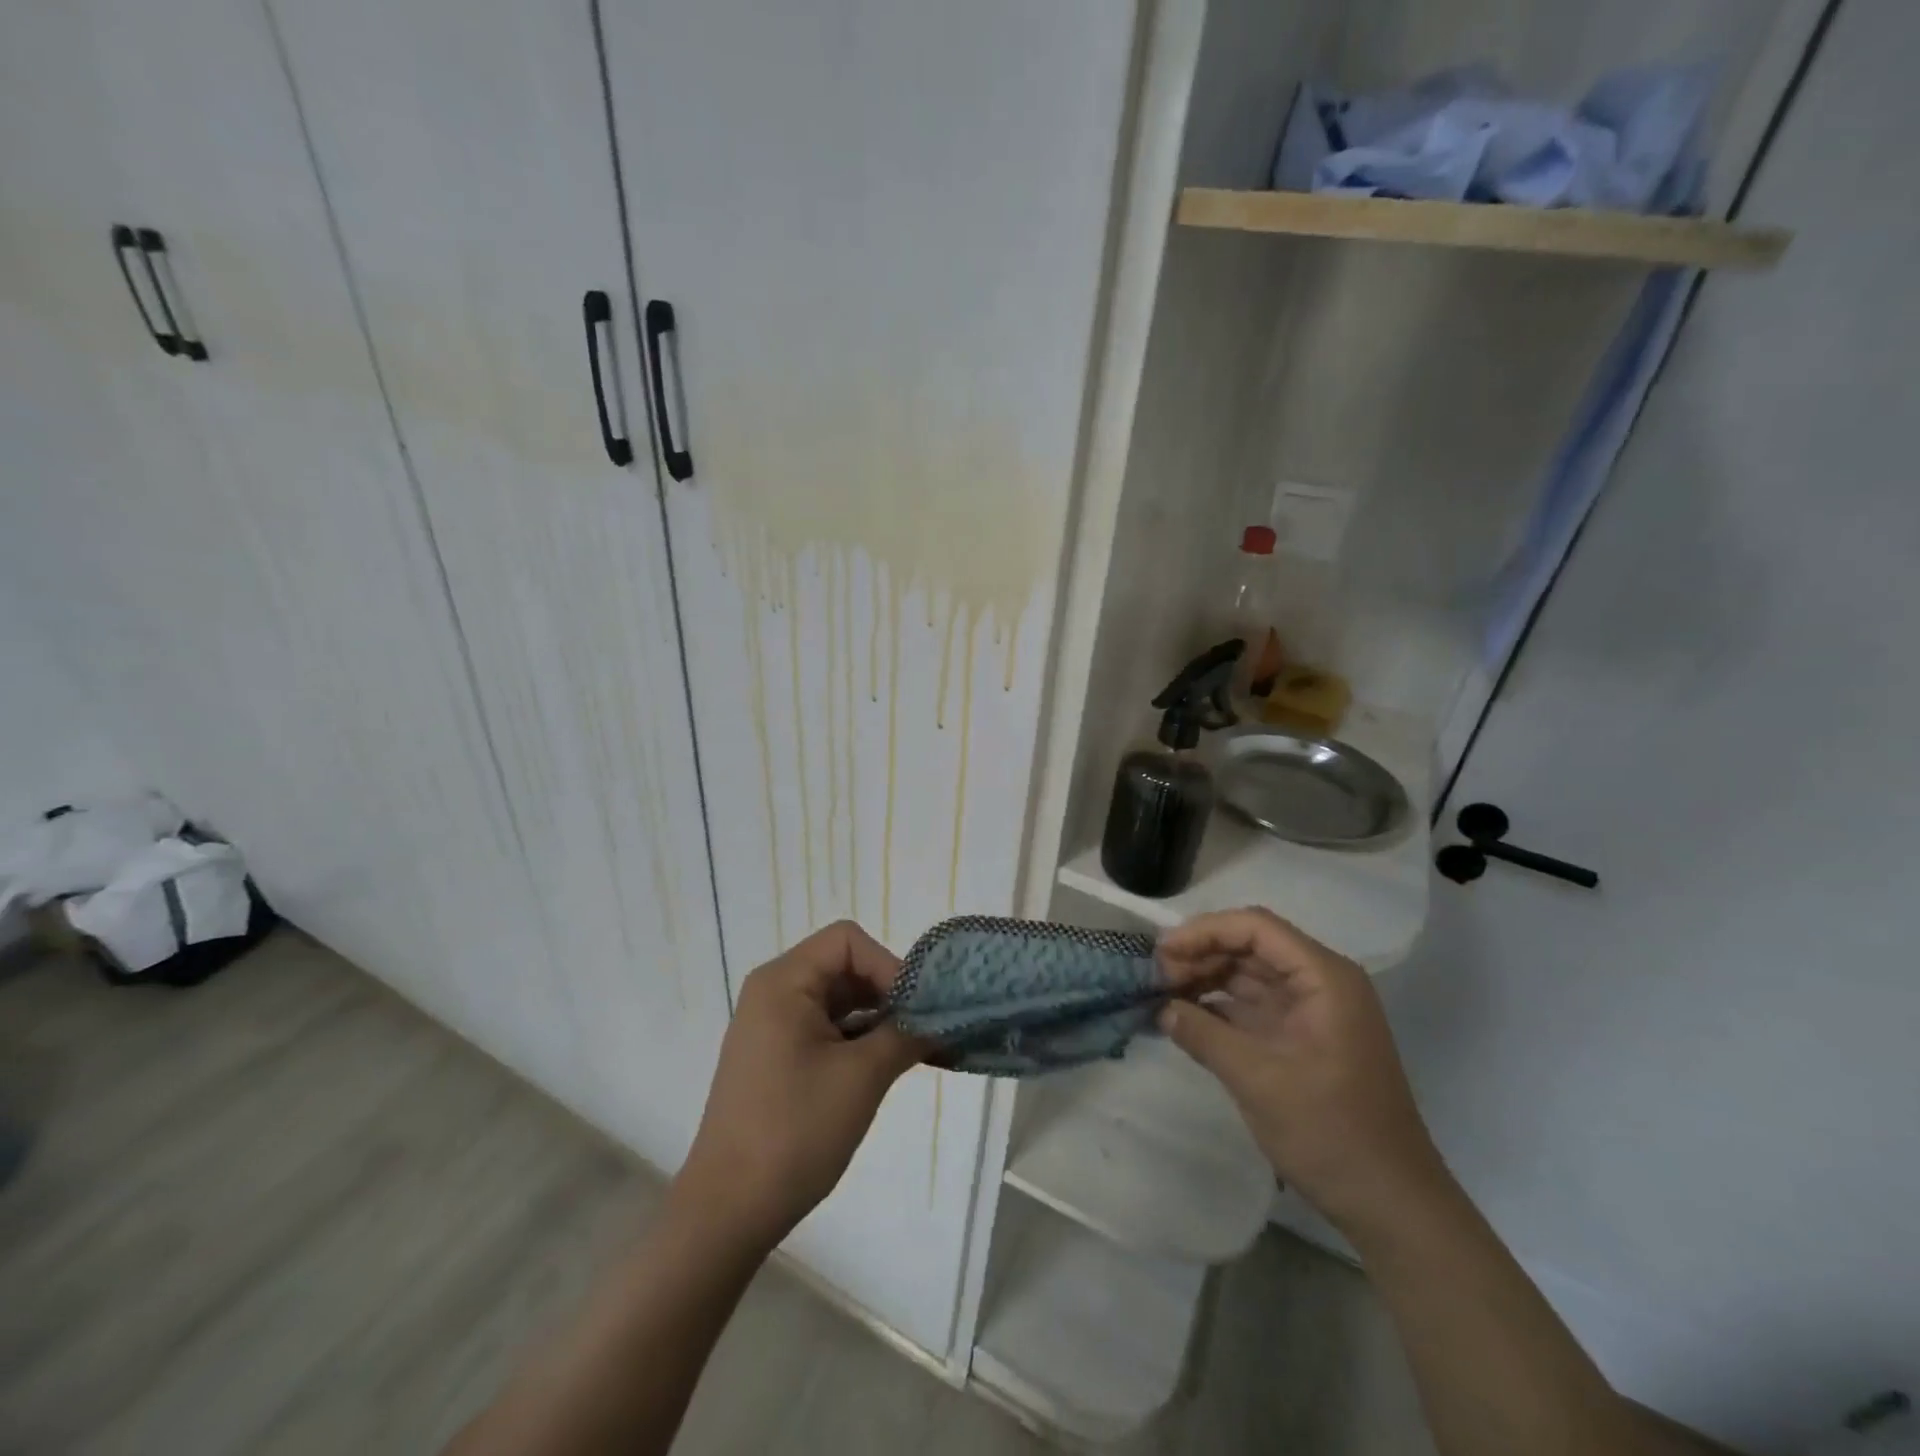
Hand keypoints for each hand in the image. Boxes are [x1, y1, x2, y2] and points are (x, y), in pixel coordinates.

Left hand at [674, 921, 927, 1250]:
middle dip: (889, 993)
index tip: (917, 1008)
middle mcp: (774, 992)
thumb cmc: (794, 1132)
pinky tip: (890, 1065)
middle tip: (927, 1028)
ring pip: (839, 1000)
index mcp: (784, 982)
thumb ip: (906, 1034)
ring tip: (918, 1049)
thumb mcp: (862, 1077)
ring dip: (879, 1018)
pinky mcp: (778, 1056)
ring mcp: (773, 1025)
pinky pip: (827, 1028)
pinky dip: (859, 1039)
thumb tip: (943, 1017)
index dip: (888, 965)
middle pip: (844, 967)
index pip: (848, 941)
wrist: (728, 1211)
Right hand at [1156, 908, 1447, 1235]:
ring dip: (1206, 978)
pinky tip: (1183, 1016)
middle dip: (1201, 954)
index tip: (1162, 951)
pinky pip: (1252, 1006)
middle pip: (1250, 946)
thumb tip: (1161, 1008)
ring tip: (1161, 992)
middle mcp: (1319, 983)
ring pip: (1248, 974)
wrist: (1392, 1205)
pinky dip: (1218, 1006)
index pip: (1255, 928)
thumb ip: (1204, 1035)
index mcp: (1324, 978)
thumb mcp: (1259, 1081)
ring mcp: (1311, 1011)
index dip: (1205, 931)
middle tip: (1154, 975)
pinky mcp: (1301, 1038)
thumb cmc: (1332, 1133)